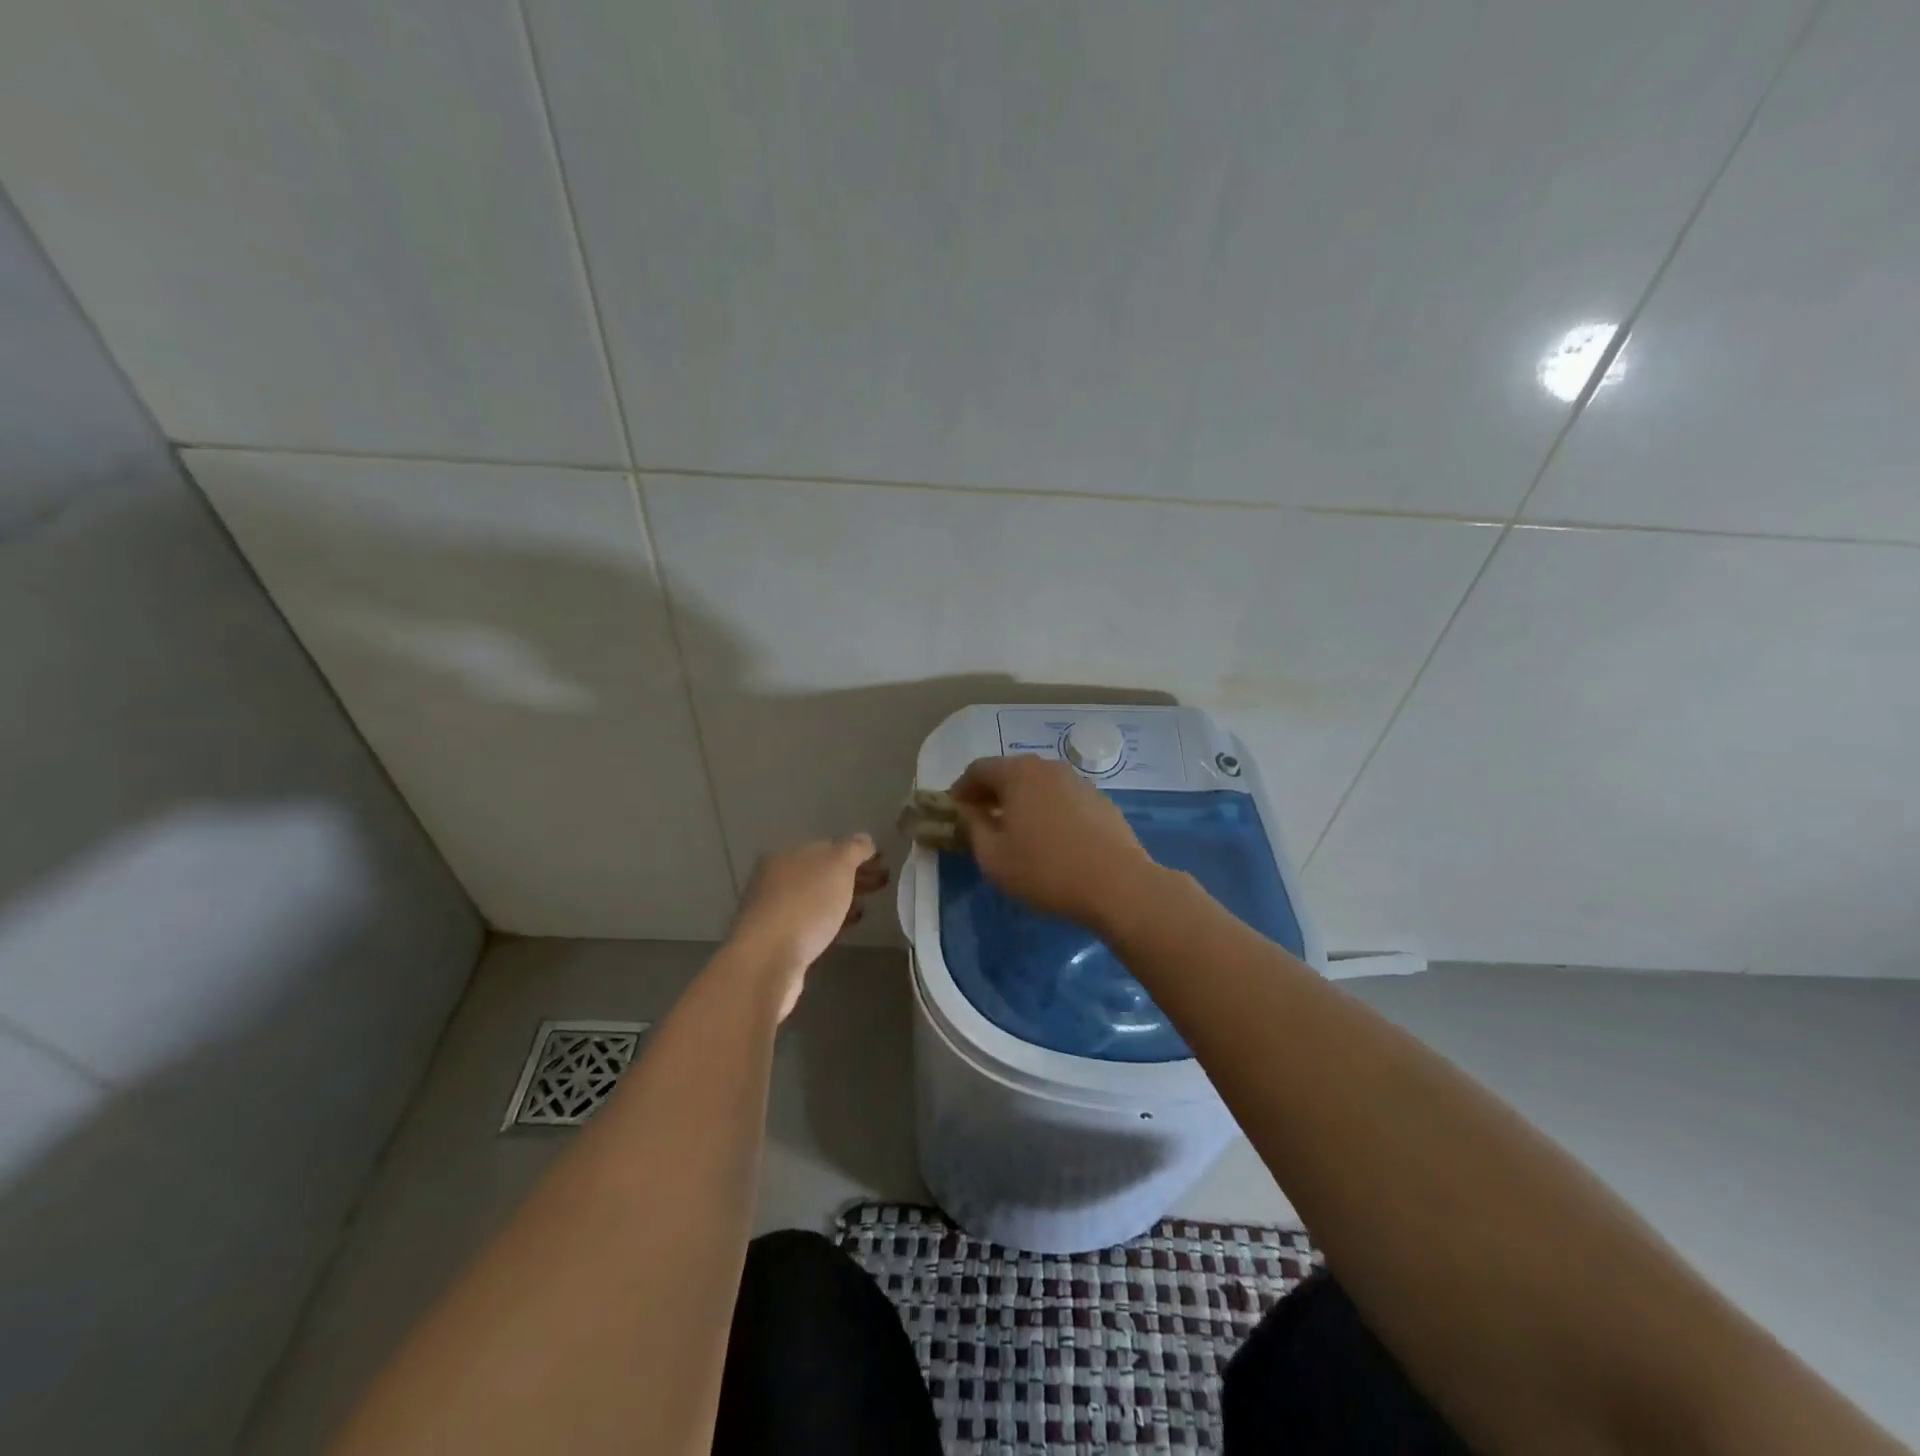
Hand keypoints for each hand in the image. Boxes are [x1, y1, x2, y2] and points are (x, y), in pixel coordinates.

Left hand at [728, 835, 887, 1019]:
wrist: (767, 961)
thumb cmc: (805, 904)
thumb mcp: (837, 865)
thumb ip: (854, 849)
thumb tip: (865, 840)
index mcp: (787, 855)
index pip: (828, 846)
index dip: (856, 852)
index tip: (882, 861)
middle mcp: (776, 879)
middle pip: (822, 873)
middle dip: (853, 876)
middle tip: (883, 883)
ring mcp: (775, 911)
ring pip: (817, 899)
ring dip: (843, 900)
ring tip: (868, 907)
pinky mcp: (778, 941)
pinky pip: (812, 923)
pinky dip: (832, 921)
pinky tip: (847, 927)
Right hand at [949, 756, 1156, 928]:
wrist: (1118, 885)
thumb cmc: (1045, 870)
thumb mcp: (993, 857)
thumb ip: (973, 827)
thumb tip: (967, 811)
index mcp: (1018, 774)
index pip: (978, 769)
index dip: (960, 789)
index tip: (952, 812)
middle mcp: (1048, 767)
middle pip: (1009, 772)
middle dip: (990, 794)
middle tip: (979, 821)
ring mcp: (1078, 781)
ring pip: (1037, 784)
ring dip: (1019, 801)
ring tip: (1013, 831)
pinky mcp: (1100, 800)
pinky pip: (1061, 797)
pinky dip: (1045, 809)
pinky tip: (1048, 838)